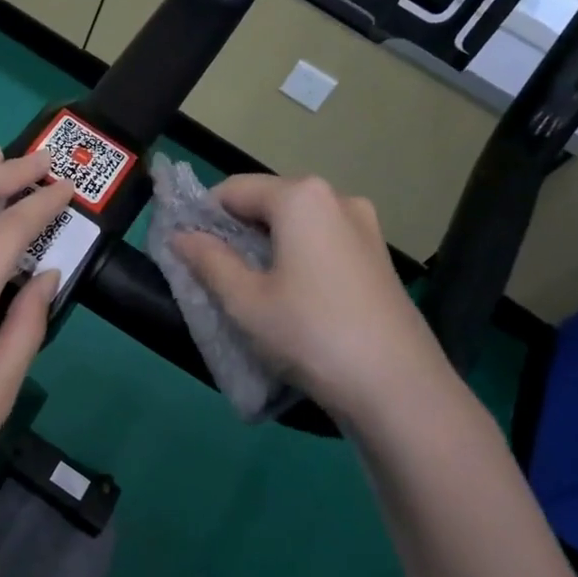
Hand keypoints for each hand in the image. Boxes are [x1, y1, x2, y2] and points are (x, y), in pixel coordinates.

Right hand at [173, 174, 448, 421]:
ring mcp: (365, 226)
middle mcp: (337, 198)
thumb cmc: (310, 334)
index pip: (234, 189)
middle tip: (217, 276)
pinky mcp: (379, 256)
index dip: (204, 217)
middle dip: (237, 232)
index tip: (188, 253)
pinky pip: (323, 242)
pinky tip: (294, 298)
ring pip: (297, 224)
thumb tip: (179, 235)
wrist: (398, 386)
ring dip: (268, 246)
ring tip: (254, 291)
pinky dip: (298, 257)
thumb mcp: (245, 300)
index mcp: (301, 198)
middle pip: (268, 202)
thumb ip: (208, 260)